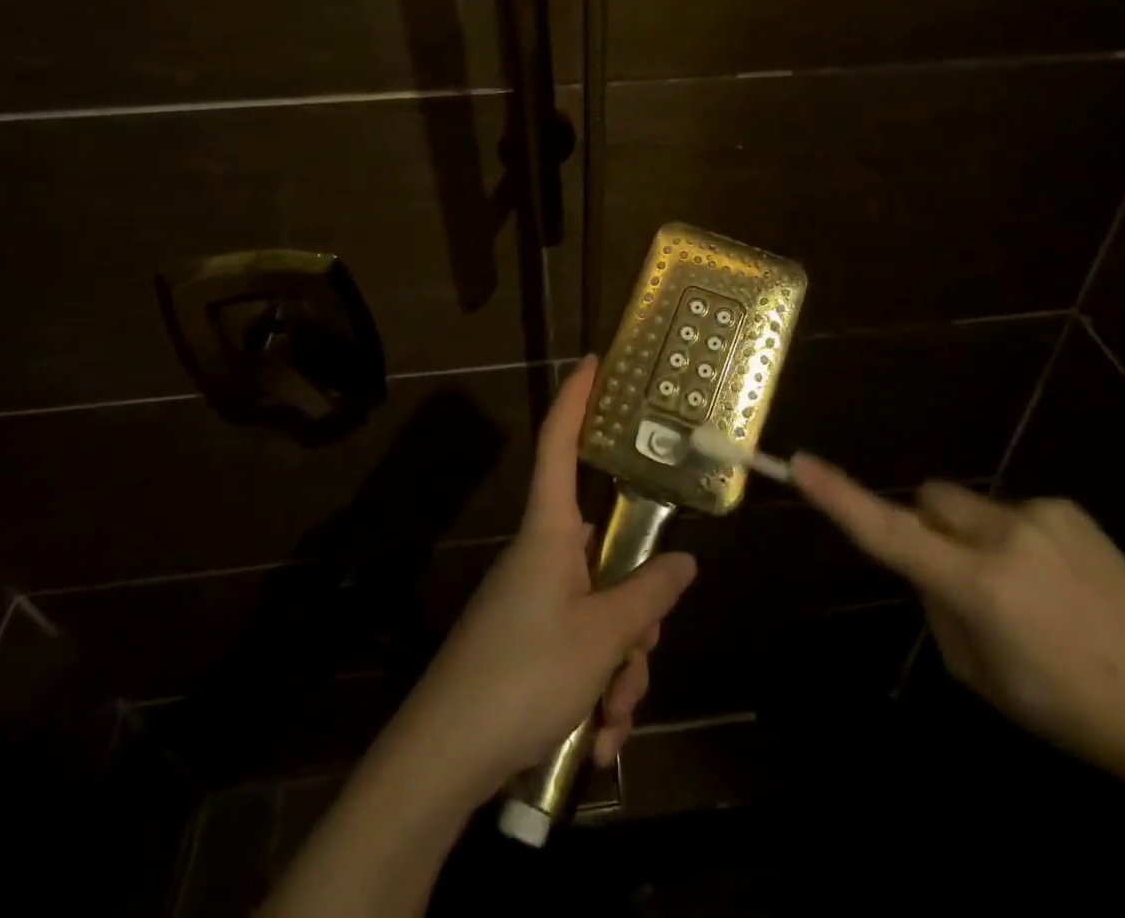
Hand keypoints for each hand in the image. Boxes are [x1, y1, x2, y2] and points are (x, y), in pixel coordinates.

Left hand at [392, 357, 697, 801]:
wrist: (441, 763)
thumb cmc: (523, 674)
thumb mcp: (601, 637)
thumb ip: (647, 595)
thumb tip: (683, 562)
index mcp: (551, 532)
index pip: (559, 445)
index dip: (576, 399)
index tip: (593, 360)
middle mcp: (543, 558)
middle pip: (608, 554)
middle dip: (636, 615)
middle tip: (638, 660)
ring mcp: (534, 605)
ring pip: (602, 614)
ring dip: (619, 670)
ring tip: (610, 720)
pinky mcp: (527, 648)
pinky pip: (581, 654)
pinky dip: (596, 694)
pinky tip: (595, 741)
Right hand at [793, 455, 1124, 776]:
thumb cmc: (1066, 707)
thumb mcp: (980, 674)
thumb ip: (938, 607)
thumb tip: (927, 565)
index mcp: (977, 586)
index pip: (891, 534)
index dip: (841, 499)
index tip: (801, 464)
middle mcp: (1002, 536)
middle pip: (929, 499)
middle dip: (927, 524)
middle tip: (958, 576)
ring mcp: (1038, 514)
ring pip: (969, 505)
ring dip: (973, 535)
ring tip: (1025, 589)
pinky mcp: (1066, 507)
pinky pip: (1012, 511)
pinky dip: (1014, 538)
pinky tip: (1057, 581)